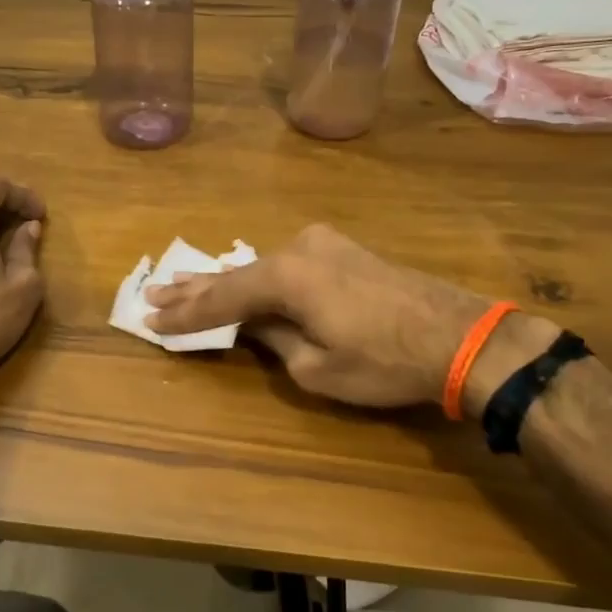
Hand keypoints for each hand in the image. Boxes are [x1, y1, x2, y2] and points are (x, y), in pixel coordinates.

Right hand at [144, 223, 554, 412]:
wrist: (462, 336)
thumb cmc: (384, 361)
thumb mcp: (316, 367)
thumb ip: (274, 340)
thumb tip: (255, 324)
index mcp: (286, 275)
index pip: (222, 298)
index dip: (185, 313)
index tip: (150, 317)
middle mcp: (299, 247)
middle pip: (236, 273)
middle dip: (194, 288)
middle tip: (154, 291)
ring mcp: (324, 244)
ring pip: (261, 266)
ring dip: (226, 280)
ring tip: (185, 283)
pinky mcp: (345, 251)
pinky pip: (288, 263)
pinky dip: (260, 277)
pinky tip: (241, 279)